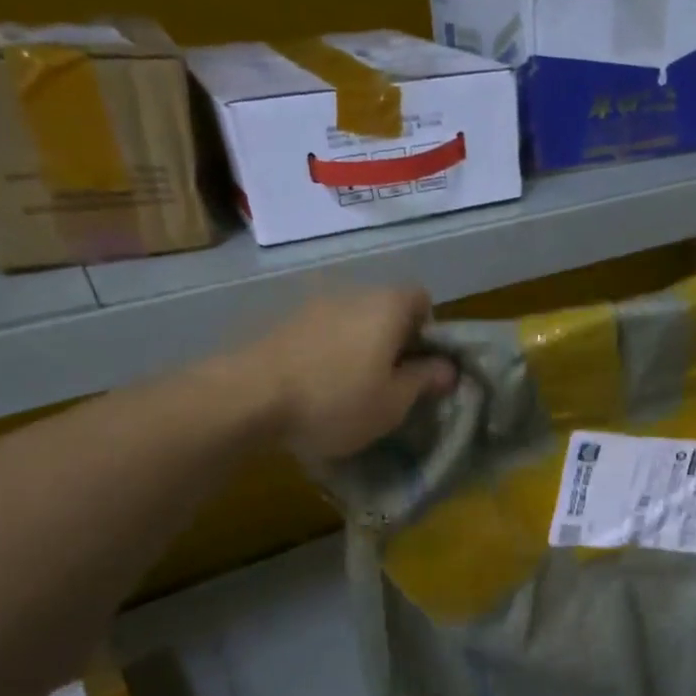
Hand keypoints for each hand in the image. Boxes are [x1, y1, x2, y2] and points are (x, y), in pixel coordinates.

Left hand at [245, 288, 456, 458]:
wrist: (248, 397)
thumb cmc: (336, 400)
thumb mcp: (393, 403)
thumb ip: (424, 380)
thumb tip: (448, 368)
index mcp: (386, 306)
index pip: (421, 298)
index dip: (428, 330)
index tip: (419, 365)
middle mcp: (351, 293)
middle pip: (384, 308)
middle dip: (391, 340)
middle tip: (388, 382)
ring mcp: (310, 304)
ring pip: (349, 321)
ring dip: (356, 346)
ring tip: (348, 388)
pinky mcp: (279, 321)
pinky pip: (318, 332)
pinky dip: (325, 352)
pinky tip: (315, 386)